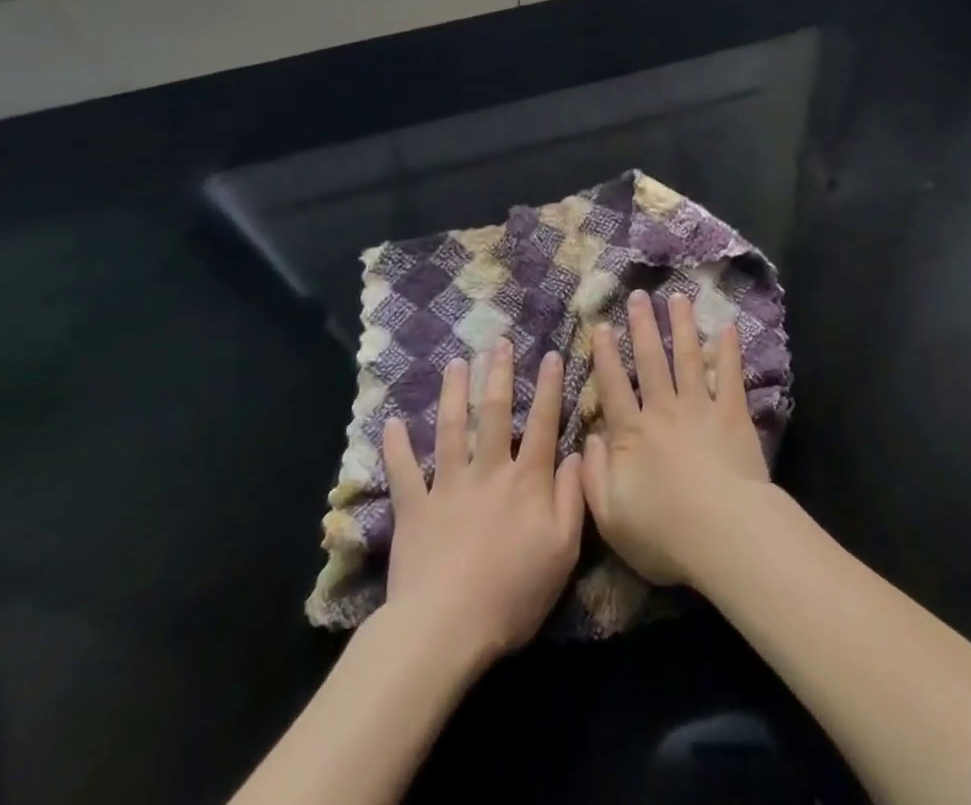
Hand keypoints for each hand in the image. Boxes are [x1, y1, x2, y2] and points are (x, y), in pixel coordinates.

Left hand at [375, 340, 583, 667]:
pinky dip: (396, 447)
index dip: (550, 387)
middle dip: (499, 374)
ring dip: (454, 393)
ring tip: (456, 363)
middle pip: (496, 413)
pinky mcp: (414, 510)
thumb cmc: (513, 592)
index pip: (544, 423)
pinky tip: (391, 423)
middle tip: (498, 342)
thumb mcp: (563, 549)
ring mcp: (448, 487)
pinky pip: (404, 473)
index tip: (552, 354)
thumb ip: (573, 497)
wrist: (445, 629)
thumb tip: (578, 453)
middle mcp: (489, 471)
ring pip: (452, 429)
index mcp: (527, 480)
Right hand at [582, 290, 773, 586]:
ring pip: (688, 357)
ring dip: (682, 325)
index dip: (606, 355)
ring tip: (677, 297)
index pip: (614, 387)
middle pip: (651, 361)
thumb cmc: (663, 533)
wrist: (722, 532)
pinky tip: (727, 326)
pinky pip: (729, 375)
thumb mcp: (610, 517)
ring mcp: (700, 408)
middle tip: (638, 295)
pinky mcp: (732, 413)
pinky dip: (728, 349)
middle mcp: (664, 411)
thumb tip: (586, 440)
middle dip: (643, 326)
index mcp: (632, 435)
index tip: (602, 326)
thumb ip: (593, 476)